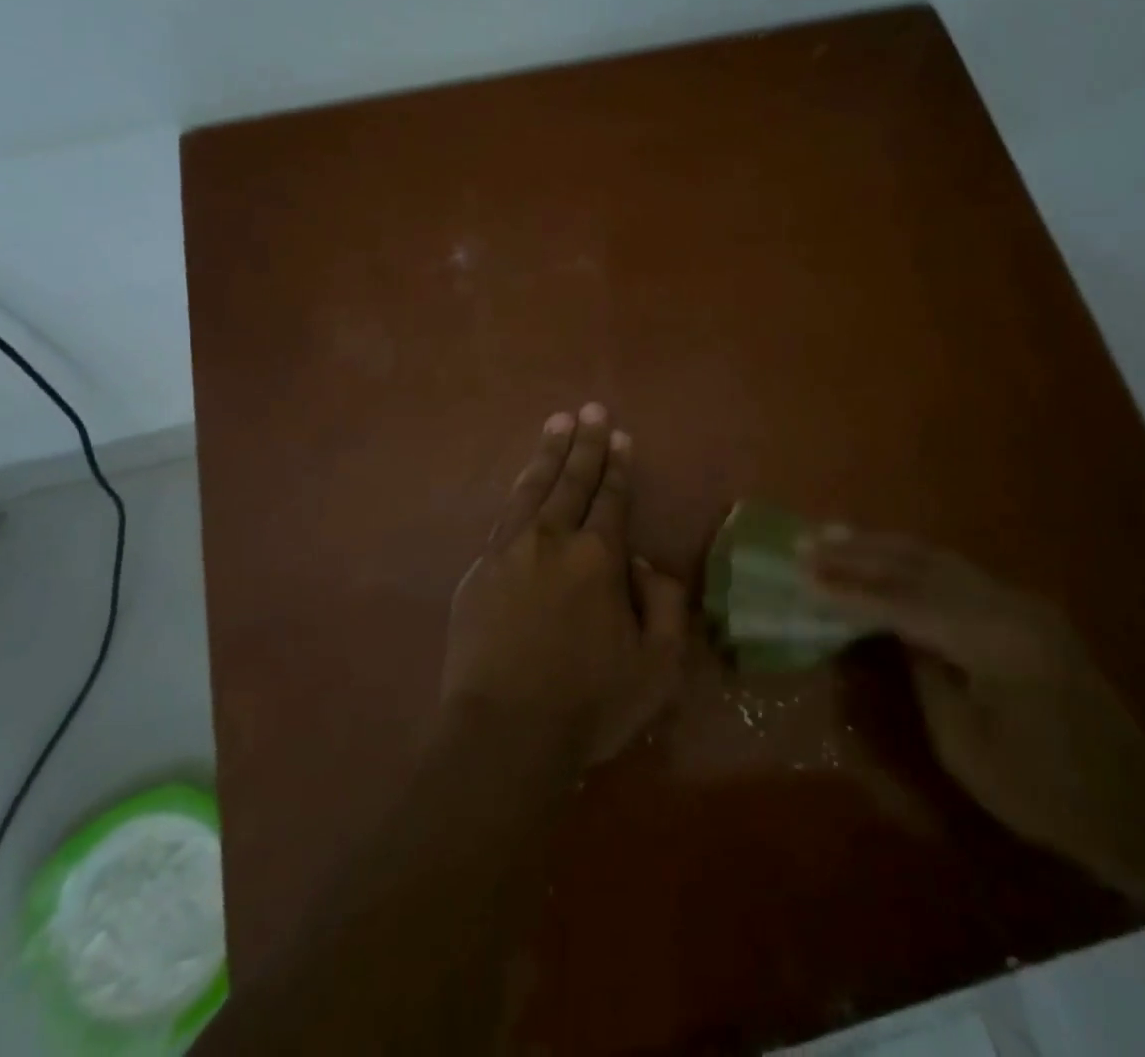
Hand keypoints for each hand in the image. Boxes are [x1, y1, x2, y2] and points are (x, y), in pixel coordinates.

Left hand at [442, 404, 688, 767]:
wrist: (504, 735)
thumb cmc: (589, 704)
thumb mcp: (657, 667)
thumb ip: (666, 605)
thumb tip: (645, 564)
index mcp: (598, 558)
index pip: (611, 499)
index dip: (618, 466)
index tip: (620, 436)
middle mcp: (552, 541)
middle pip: (572, 481)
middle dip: (585, 443)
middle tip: (590, 409)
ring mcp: (509, 552)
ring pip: (532, 489)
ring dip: (548, 455)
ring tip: (557, 424)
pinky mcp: (479, 572)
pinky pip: (504, 519)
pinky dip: (518, 493)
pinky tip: (522, 484)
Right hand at [805, 533, 1144, 886]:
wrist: (1141, 806)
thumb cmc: (1046, 792)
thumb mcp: (966, 746)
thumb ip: (925, 675)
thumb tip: (895, 632)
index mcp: (994, 640)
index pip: (903, 602)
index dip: (848, 589)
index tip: (802, 573)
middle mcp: (1008, 605)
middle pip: (919, 565)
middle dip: (859, 552)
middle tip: (808, 540)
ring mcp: (1021, 602)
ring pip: (938, 559)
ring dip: (883, 547)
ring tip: (836, 534)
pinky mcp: (1025, 610)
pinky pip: (957, 573)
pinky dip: (913, 562)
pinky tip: (887, 556)